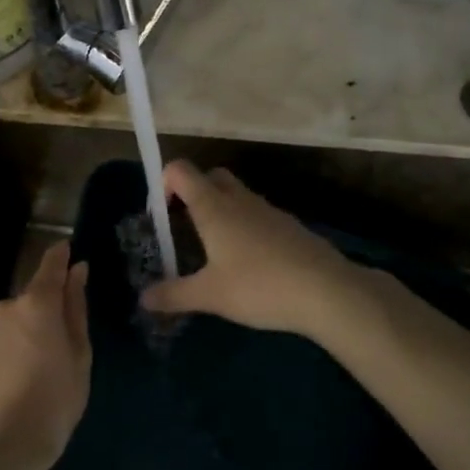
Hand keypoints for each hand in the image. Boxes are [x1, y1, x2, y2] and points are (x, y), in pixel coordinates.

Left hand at [0, 241, 90, 469]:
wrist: (6, 442)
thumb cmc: (56, 398)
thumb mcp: (79, 352)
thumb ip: (76, 308)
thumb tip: (78, 271)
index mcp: (37, 302)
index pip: (51, 264)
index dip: (62, 255)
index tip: (71, 248)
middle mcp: (9, 307)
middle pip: (36, 293)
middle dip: (54, 303)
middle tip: (74, 334)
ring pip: (22, 316)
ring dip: (38, 325)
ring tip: (54, 360)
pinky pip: (10, 335)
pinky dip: (23, 342)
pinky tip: (33, 371)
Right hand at [140, 161, 364, 338]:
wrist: (326, 291)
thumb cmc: (258, 286)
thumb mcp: (209, 296)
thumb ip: (174, 295)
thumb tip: (143, 299)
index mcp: (213, 207)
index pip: (180, 170)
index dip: (164, 183)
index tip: (161, 216)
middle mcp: (239, 199)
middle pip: (210, 177)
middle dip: (193, 193)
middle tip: (185, 228)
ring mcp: (268, 210)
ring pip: (236, 195)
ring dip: (220, 211)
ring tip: (214, 251)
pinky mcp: (289, 225)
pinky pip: (258, 215)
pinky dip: (245, 227)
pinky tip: (248, 263)